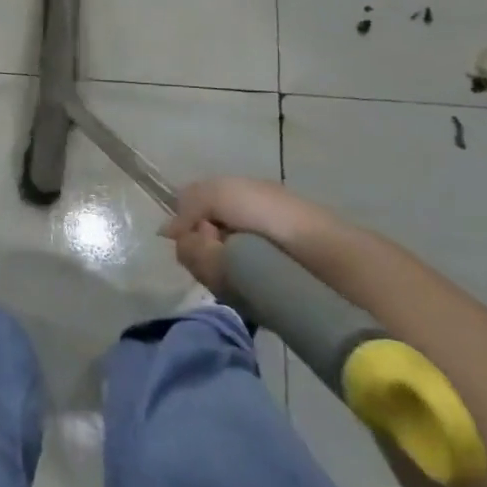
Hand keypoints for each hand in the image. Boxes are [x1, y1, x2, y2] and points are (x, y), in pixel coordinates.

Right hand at [162, 177, 336, 290]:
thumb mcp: (222, 191)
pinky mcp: (249, 295)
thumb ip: (188, 204)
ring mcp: (241, 266)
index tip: (198, 226)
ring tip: (233, 263)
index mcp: (231, 207)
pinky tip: (239, 281)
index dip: (186, 221)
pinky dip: (222, 282)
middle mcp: (233, 235)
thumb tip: (167, 232)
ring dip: (208, 262)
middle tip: (216, 243)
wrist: (320, 257)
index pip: (188, 217)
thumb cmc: (271, 214)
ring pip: (200, 266)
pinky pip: (218, 287)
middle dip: (197, 244)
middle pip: (190, 244)